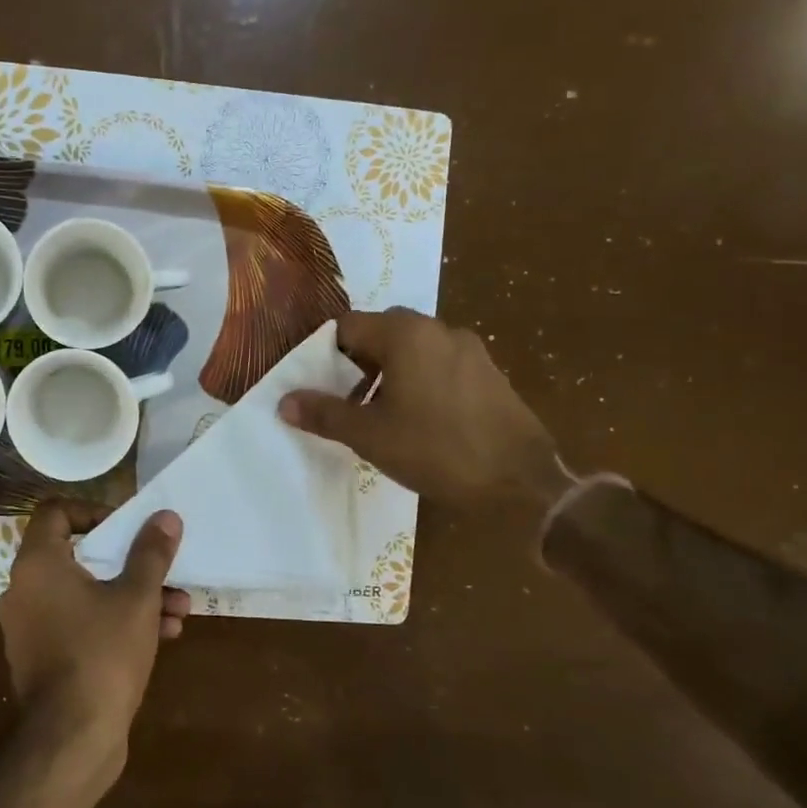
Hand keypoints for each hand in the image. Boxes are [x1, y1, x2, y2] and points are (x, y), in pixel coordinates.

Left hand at [0, 501, 186, 760]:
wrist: (72, 740)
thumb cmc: (102, 654)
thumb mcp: (136, 597)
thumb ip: (151, 553)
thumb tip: (165, 517)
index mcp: (38, 565)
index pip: (55, 513)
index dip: (93, 511)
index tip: (126, 528)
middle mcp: (25, 590)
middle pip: (79, 556)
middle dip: (131, 563)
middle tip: (164, 569)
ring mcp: (32, 627)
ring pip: (87, 594)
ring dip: (133, 596)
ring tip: (179, 609)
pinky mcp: (44, 658)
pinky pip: (81, 624)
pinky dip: (116, 622)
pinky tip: (164, 635)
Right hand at [279, 308, 569, 508]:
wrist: (520, 482)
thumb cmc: (436, 451)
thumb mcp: (369, 435)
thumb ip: (324, 413)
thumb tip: (285, 401)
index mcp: (405, 334)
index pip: (348, 325)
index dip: (325, 353)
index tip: (319, 385)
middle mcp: (438, 329)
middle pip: (381, 331)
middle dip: (357, 361)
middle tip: (346, 399)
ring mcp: (469, 349)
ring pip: (412, 348)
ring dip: (388, 371)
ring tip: (380, 413)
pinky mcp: (488, 372)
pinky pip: (440, 363)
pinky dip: (419, 379)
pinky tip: (419, 419)